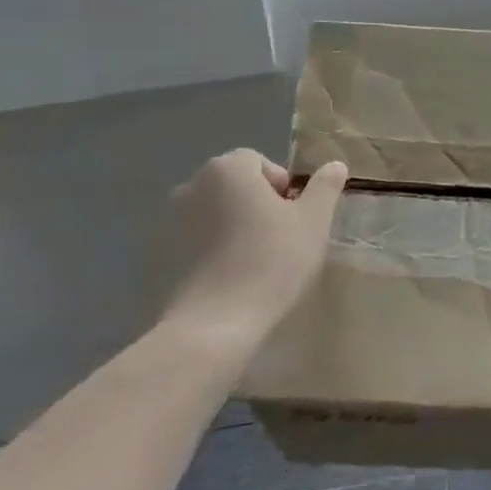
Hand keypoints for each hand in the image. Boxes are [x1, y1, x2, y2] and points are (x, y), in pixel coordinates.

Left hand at [161, 149, 347, 349]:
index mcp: (228, 168)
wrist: (212, 327)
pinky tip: (224, 282)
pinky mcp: (155, 256)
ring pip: (210, 214)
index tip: (292, 220)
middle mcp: (191, 184)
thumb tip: (335, 165)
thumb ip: (325, 187)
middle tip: (276, 241)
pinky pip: (190, 243)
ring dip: (229, 228)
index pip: (258, 162)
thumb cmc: (271, 263)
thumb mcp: (313, 222)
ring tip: (249, 264)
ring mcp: (167, 221)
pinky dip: (206, 253)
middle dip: (254, 205)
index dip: (281, 187)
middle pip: (232, 185)